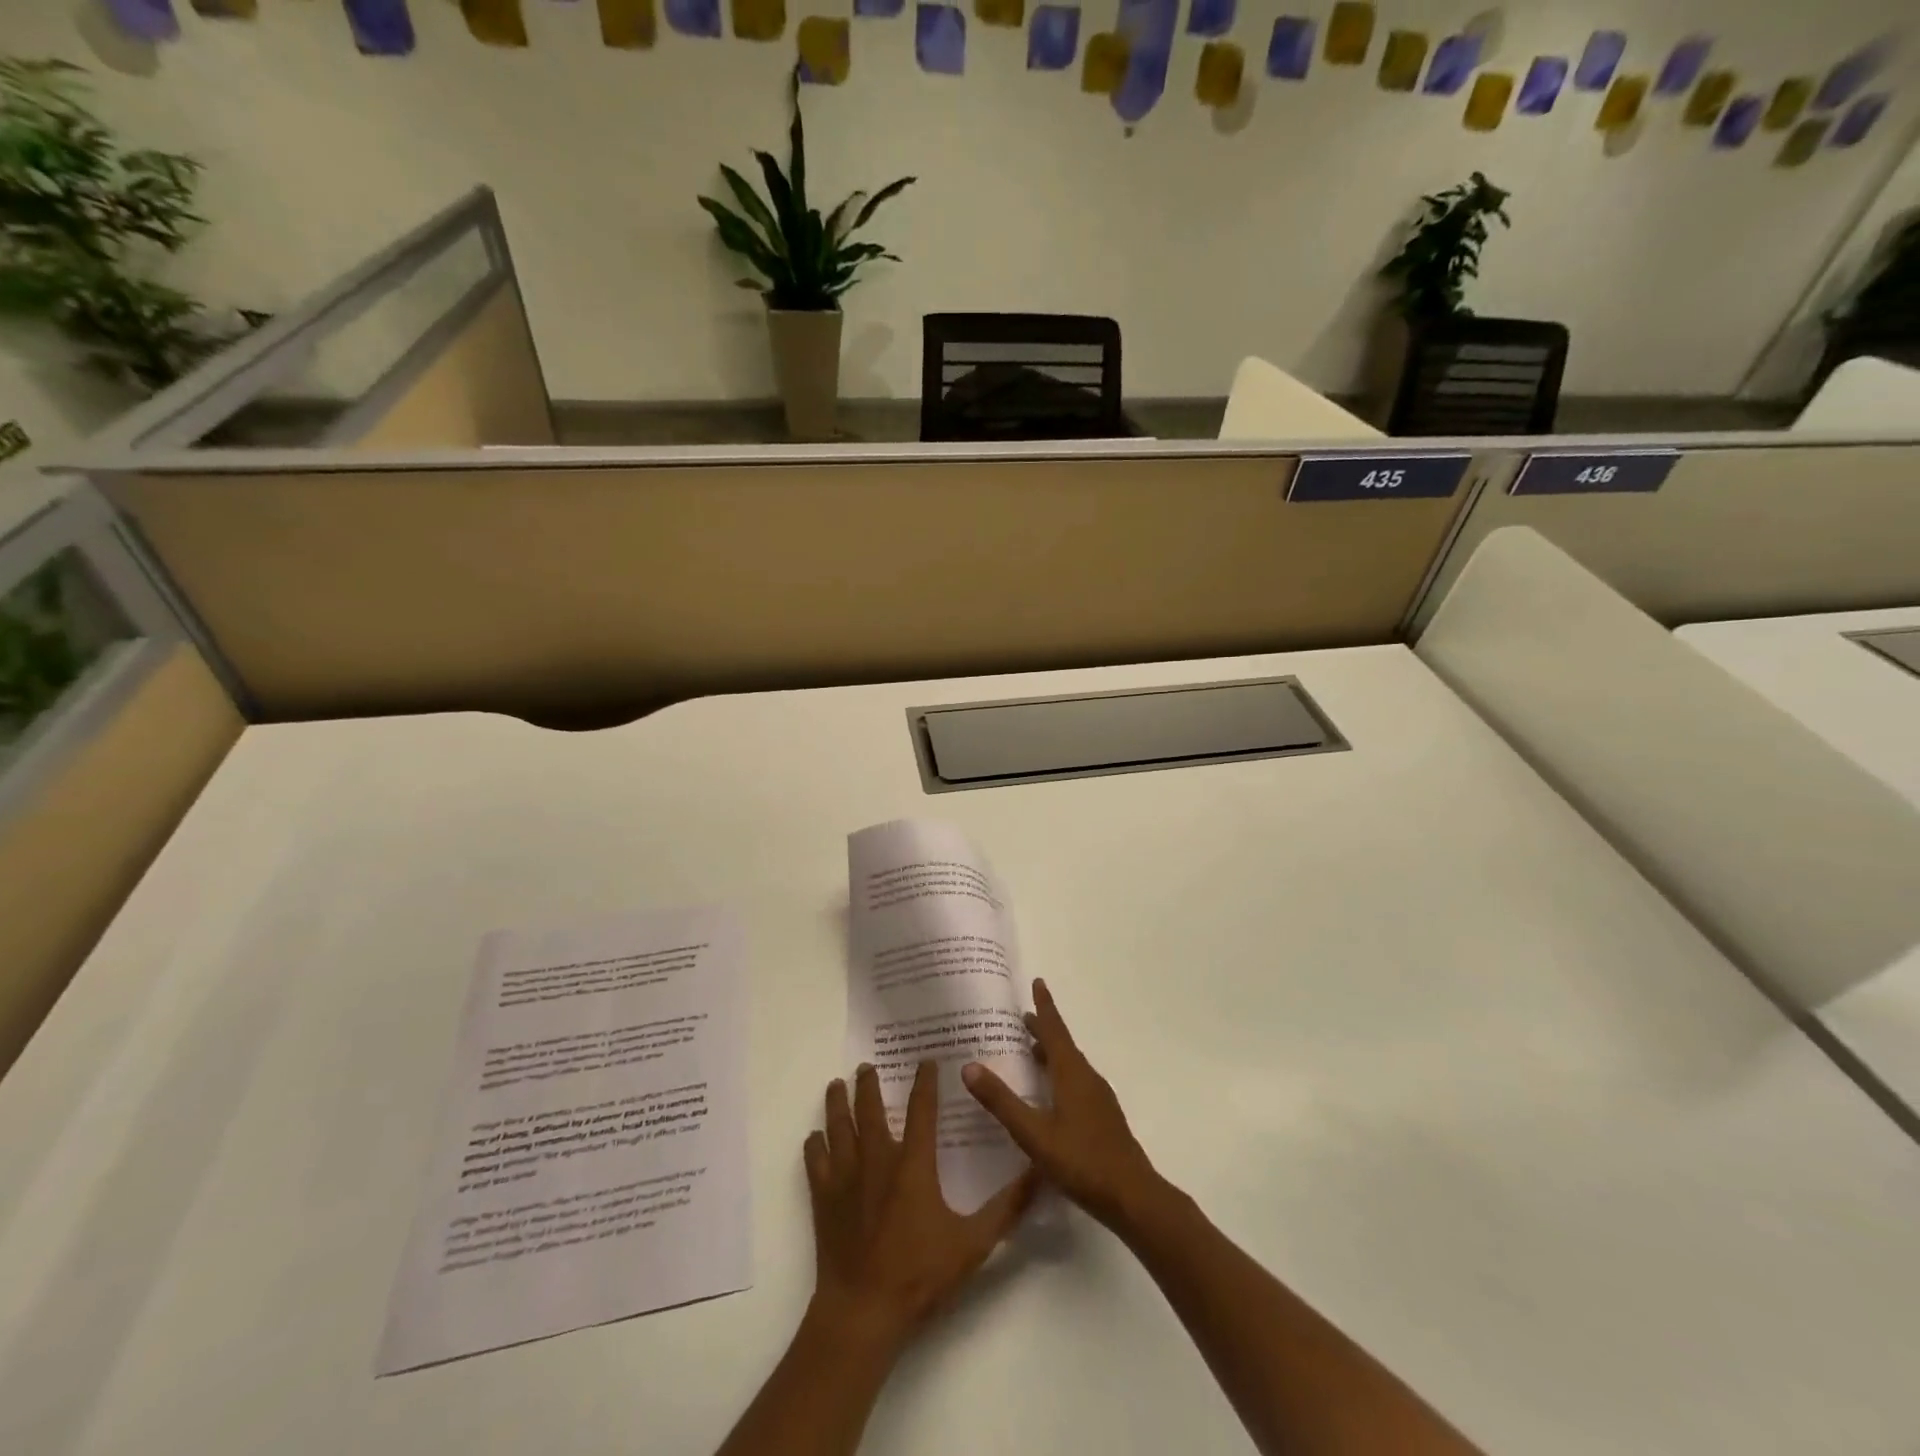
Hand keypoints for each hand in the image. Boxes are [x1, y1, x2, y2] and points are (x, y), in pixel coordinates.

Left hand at [804, 1060, 1035, 1350]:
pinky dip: (815, 1145)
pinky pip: (815, 1161)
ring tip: (836, 1085)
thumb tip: (1038, 1174)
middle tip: (867, 1065)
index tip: (925, 1060)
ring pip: (838, 1127)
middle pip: (869, 1109)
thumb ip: (1006, 1209)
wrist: (862, 1312)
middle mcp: (877, 1160)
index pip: (921, 1110)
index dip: (924, 1082)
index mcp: (912, 1164)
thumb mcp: (972, 1244)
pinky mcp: (824, 1198)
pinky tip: (815, 1137)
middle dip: (869, 1084)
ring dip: (837, 1103)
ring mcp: (846, 1177)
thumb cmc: (918, 1275)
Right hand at [963, 978, 1161, 1228]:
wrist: (1134, 1198)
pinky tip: (1050, 1094)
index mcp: (1072, 1074)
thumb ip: (1002, 1102)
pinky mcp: (1103, 1118)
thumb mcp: (1034, 1134)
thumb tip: (970, 1066)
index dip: (1044, 1006)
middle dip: (1043, 1029)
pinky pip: (1076, 1082)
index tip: (1038, 982)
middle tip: (1022, 1017)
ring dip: (1051, 1053)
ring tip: (1031, 1051)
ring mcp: (1098, 1099)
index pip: (1055, 1030)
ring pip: (1071, 1065)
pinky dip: (1059, 1074)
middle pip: (1063, 1045)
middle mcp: (1087, 1079)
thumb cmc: (1082, 1161)